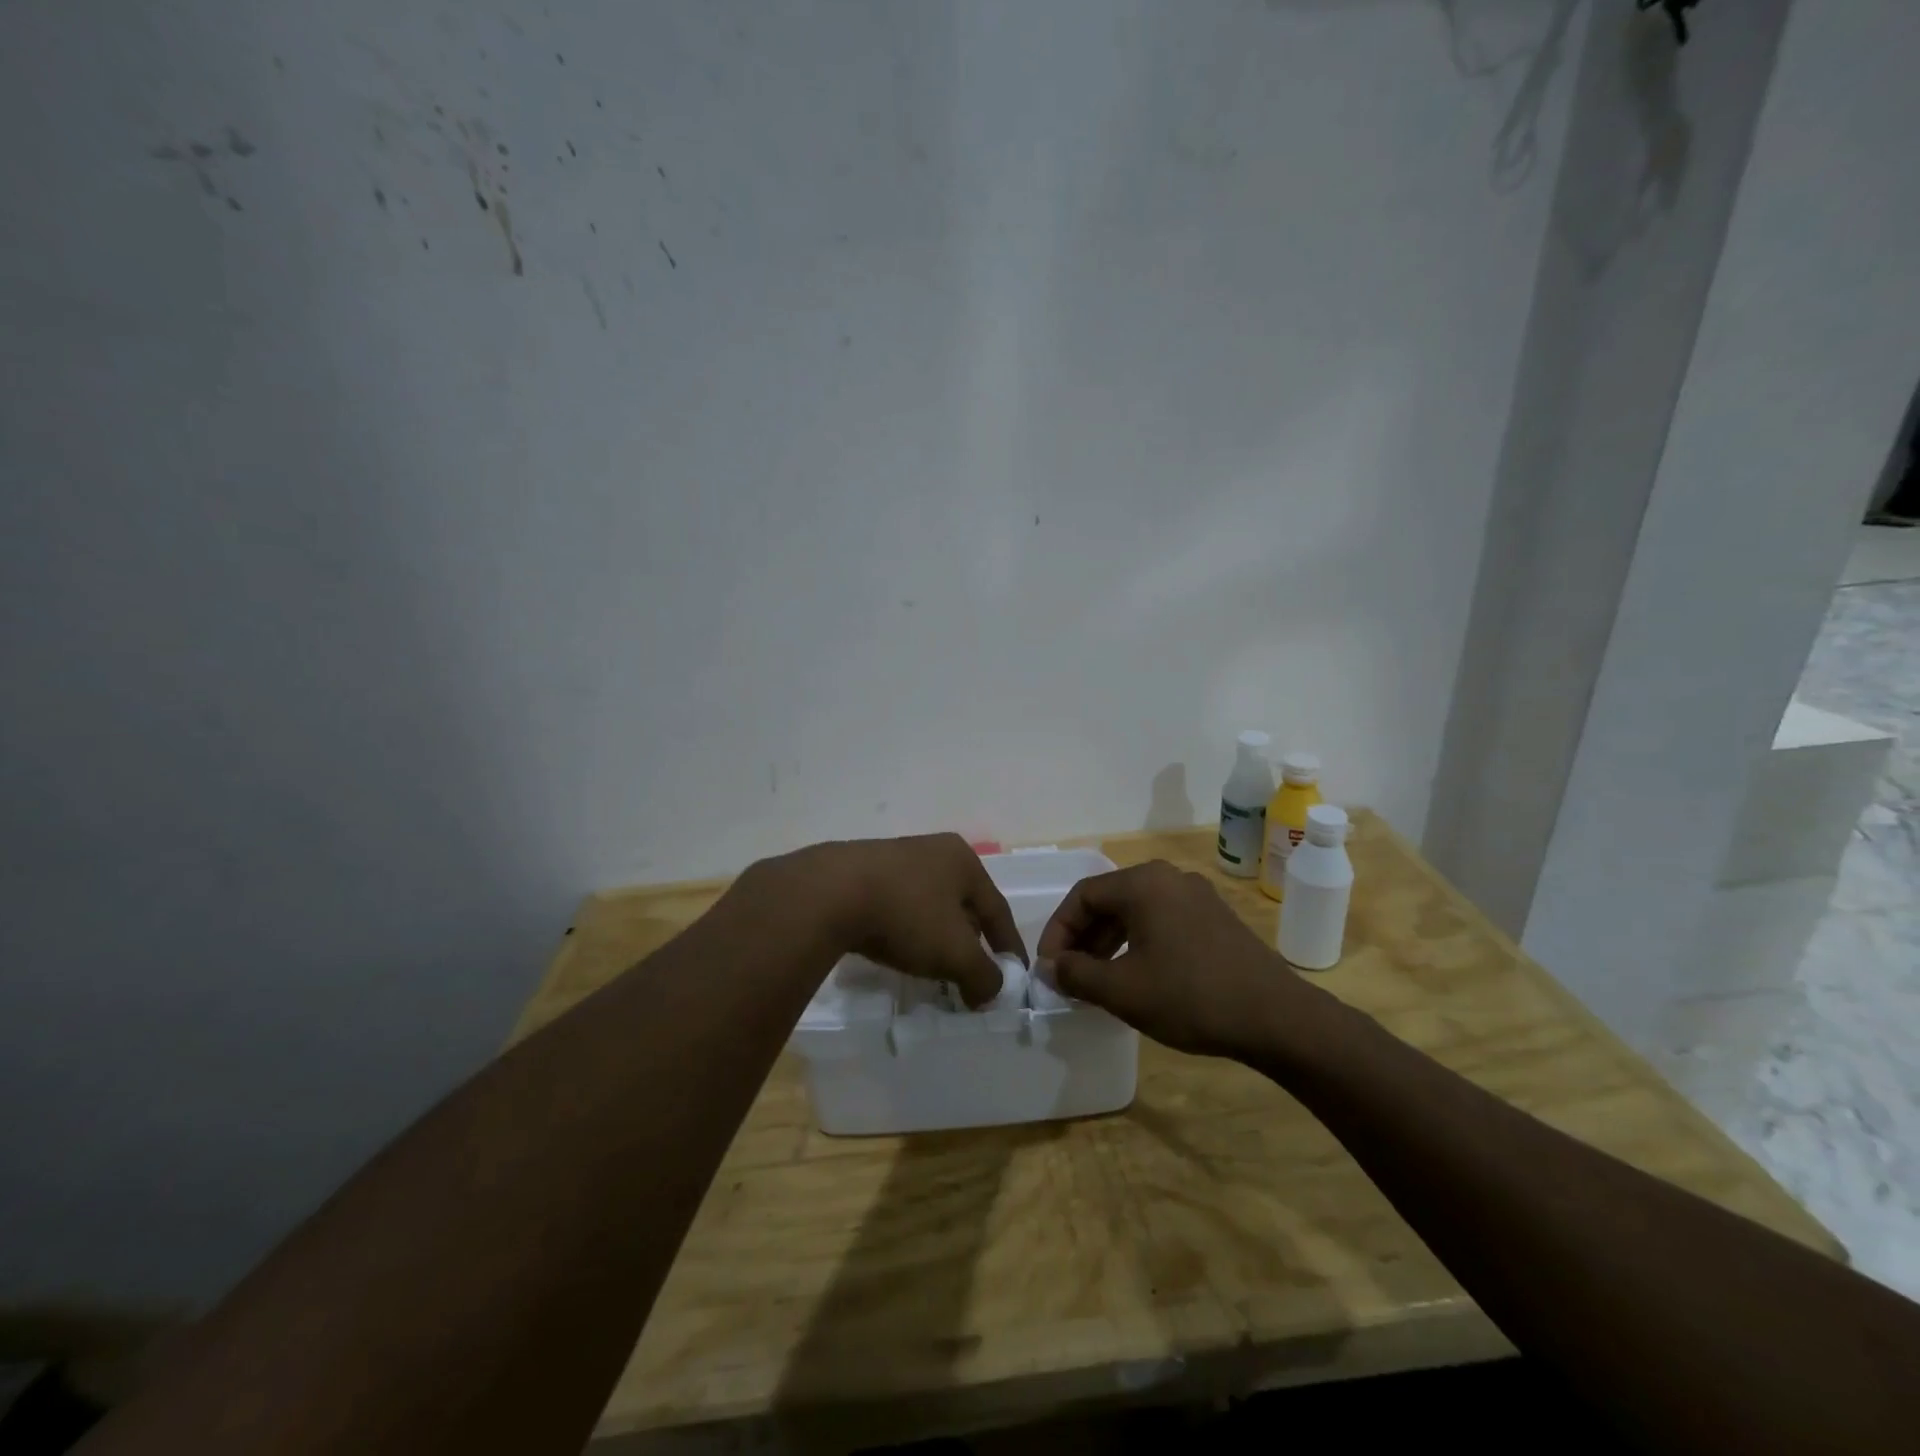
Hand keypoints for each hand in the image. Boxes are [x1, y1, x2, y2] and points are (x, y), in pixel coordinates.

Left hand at [773, 833, 1024, 1007]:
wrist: (829, 893)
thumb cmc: (906, 915)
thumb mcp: (955, 953)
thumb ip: (983, 976)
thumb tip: (991, 992)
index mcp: (963, 860)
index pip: (997, 909)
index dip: (1008, 947)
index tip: (1014, 976)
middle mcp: (933, 851)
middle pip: (963, 904)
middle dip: (971, 942)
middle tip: (973, 974)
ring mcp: (895, 859)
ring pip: (929, 906)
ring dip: (936, 937)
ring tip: (935, 968)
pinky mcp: (862, 873)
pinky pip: (898, 907)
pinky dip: (907, 932)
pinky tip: (898, 952)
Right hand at [1037, 861, 1305, 1057]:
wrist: (1277, 1018)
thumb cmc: (1190, 997)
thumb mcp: (1123, 990)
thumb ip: (1076, 973)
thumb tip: (1051, 966)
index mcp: (1143, 883)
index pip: (1083, 896)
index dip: (1058, 931)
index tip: (1049, 968)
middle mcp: (1169, 878)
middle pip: (1109, 900)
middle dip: (1082, 938)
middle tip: (1068, 975)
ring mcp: (1196, 896)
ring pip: (1136, 912)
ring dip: (1108, 942)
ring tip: (1095, 979)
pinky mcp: (1215, 919)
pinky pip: (1161, 921)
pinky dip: (1138, 943)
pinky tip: (1135, 976)